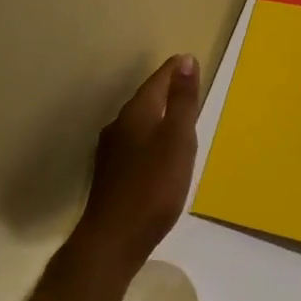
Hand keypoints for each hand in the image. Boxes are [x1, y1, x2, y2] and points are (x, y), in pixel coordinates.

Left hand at [71, 54, 201, 277]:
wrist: (113, 240)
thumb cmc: (153, 187)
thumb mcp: (177, 139)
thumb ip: (182, 101)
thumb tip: (185, 60)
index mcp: (137, 113)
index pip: (157, 81)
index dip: (175, 71)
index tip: (189, 61)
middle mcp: (119, 126)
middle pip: (146, 99)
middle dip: (166, 90)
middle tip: (187, 85)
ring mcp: (111, 151)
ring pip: (139, 122)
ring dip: (157, 115)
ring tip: (177, 117)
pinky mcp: (111, 175)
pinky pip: (134, 143)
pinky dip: (150, 138)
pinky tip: (158, 153)